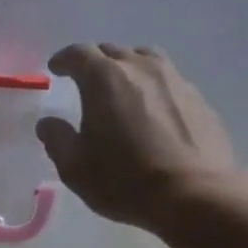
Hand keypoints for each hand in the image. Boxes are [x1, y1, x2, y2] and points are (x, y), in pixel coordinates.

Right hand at [36, 43, 240, 230]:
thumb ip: (57, 139)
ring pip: (146, 60)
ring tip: (123, 89)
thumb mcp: (75, 167)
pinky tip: (154, 112)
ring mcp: (175, 80)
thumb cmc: (125, 180)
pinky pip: (170, 81)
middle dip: (95, 63)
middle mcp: (141, 68)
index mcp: (104, 78)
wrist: (195, 196)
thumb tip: (48, 123)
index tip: (56, 69)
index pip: (78, 54)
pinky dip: (154, 88)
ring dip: (129, 68)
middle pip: (113, 51)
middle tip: (86, 82)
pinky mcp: (199, 99)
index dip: (63, 59)